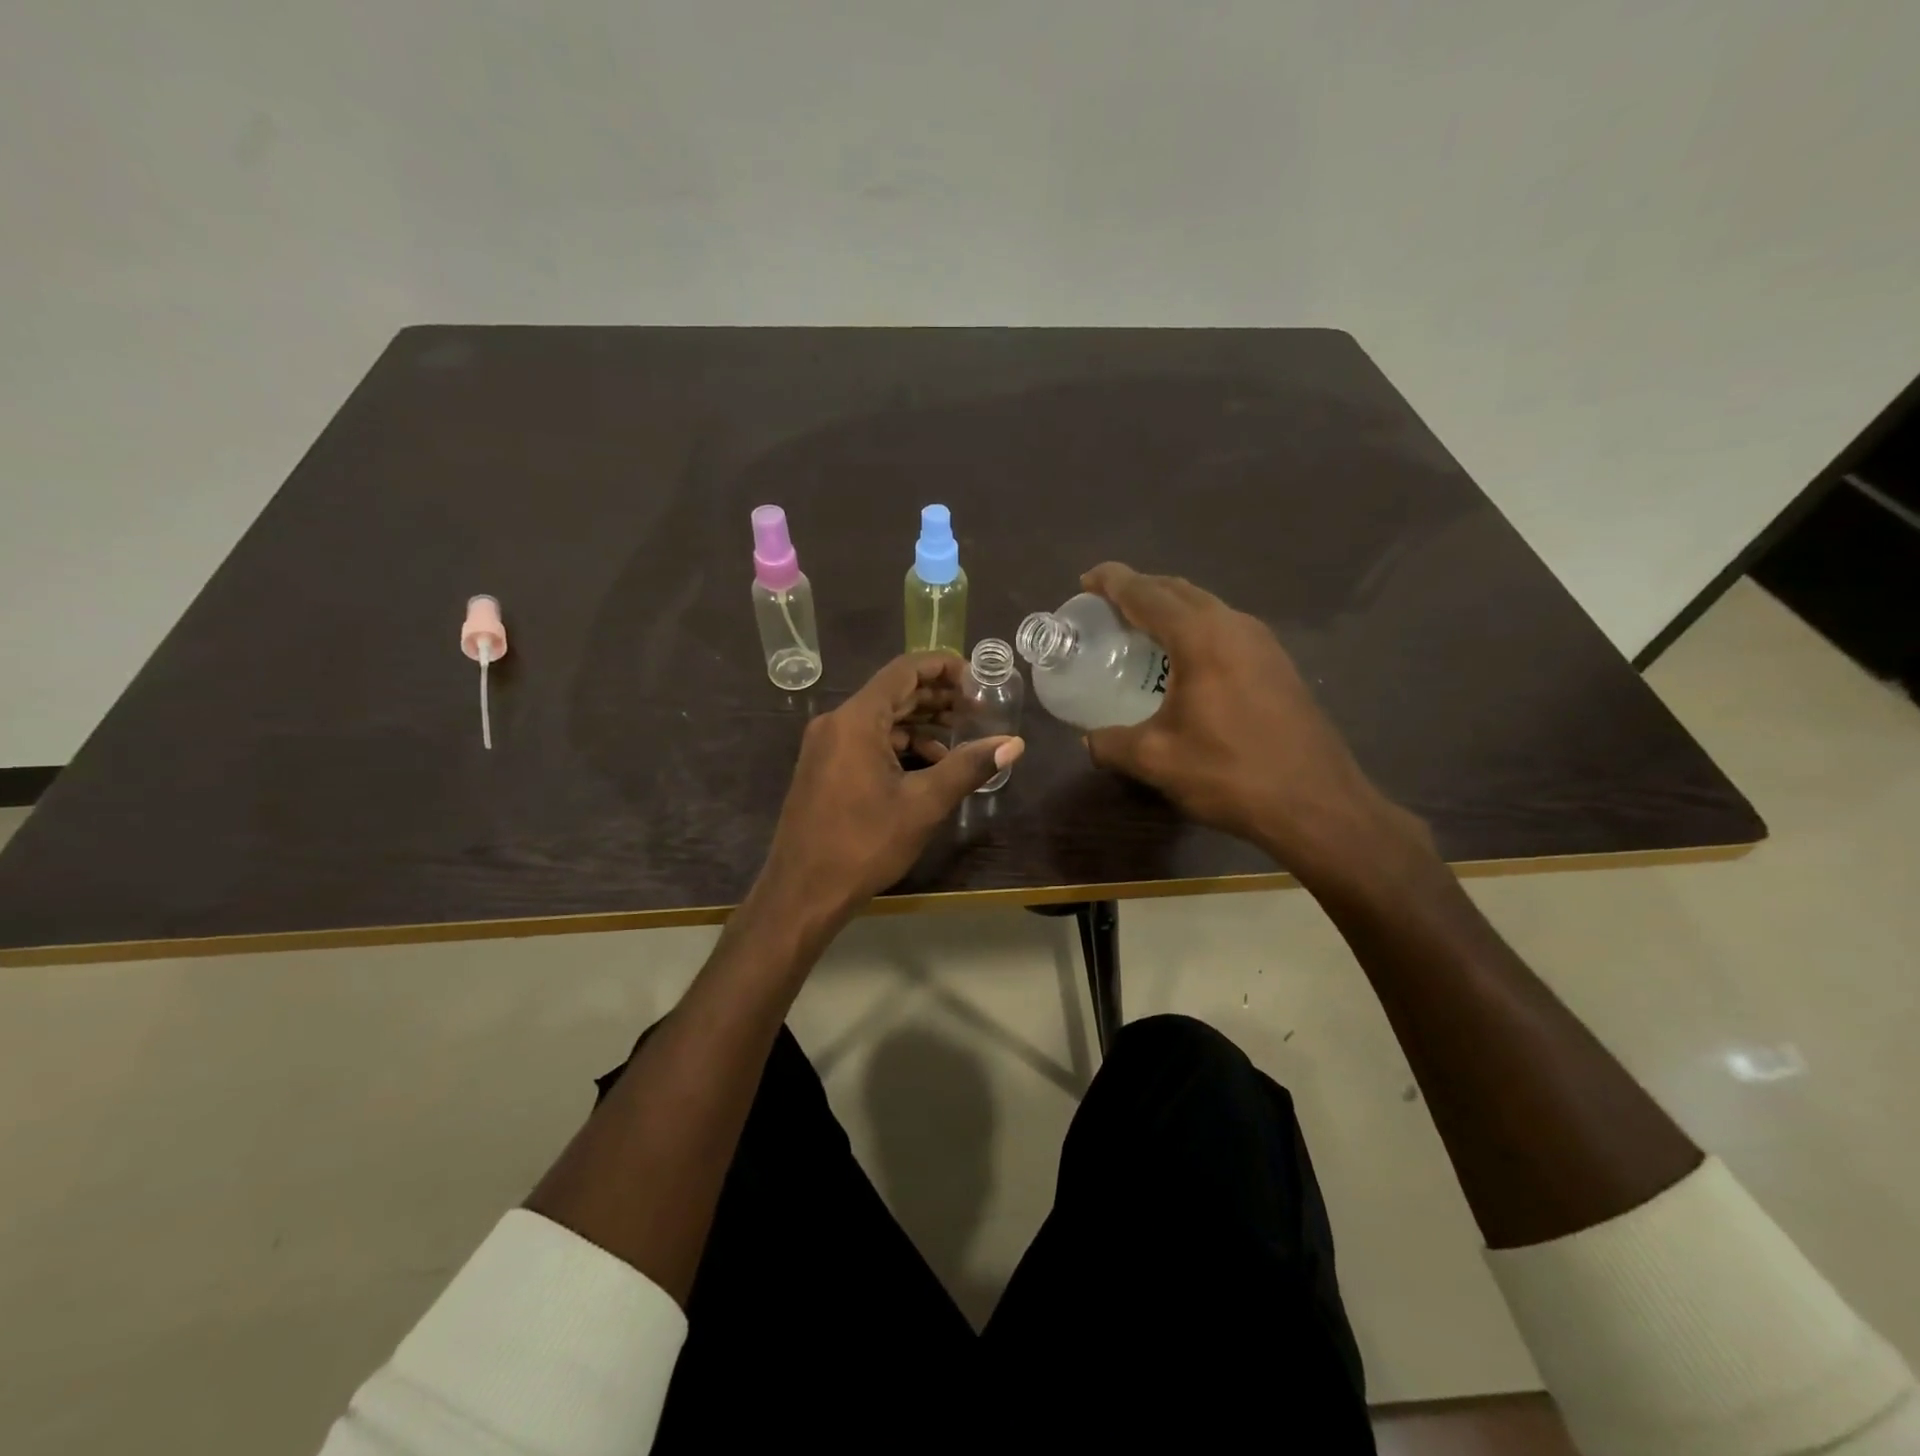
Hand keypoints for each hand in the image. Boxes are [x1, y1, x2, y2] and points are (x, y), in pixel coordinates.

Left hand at [753, 653, 1023, 931]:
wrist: (802, 892)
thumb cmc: (863, 844)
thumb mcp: (924, 804)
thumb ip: (969, 767)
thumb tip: (1014, 744)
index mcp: (856, 720)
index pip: (905, 670)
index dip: (944, 667)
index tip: (979, 680)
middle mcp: (836, 722)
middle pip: (893, 692)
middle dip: (938, 697)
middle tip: (978, 709)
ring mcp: (826, 746)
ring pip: (881, 719)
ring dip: (921, 723)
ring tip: (961, 737)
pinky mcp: (824, 768)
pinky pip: (867, 741)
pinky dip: (899, 745)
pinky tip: (928, 765)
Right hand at [1079, 563, 1423, 878]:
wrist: (1317, 804)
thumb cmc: (1231, 773)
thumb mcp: (1157, 760)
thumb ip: (1111, 744)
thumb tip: (1089, 739)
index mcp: (1201, 638)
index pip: (1147, 594)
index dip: (1113, 582)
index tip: (1086, 579)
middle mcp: (1234, 626)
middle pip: (1179, 591)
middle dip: (1140, 589)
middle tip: (1106, 604)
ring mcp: (1263, 642)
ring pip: (1206, 607)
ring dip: (1170, 608)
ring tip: (1140, 628)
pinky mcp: (1278, 663)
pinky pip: (1225, 628)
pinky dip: (1194, 628)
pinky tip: (1184, 660)